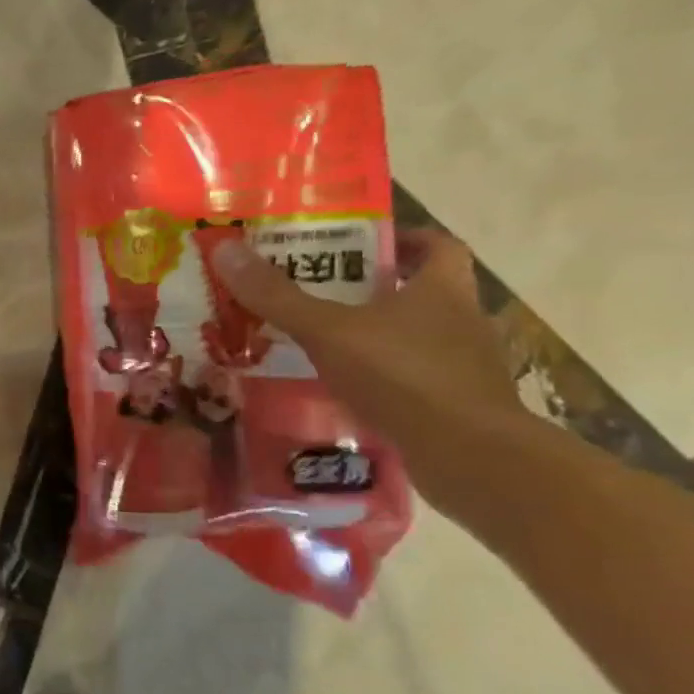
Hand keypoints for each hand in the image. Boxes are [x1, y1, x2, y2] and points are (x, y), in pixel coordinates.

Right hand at [209, 229, 529, 506]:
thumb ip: (277, 296)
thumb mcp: (328, 330)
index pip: (436, 245)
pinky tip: (343, 390)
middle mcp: (461, 320)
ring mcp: (464, 366)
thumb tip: (225, 248)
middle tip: (319, 291)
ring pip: (415, 337)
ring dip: (375, 336)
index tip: (360, 243)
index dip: (402, 238)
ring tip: (321, 343)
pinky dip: (381, 379)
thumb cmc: (403, 375)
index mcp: (442, 289)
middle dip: (374, 289)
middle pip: (421, 291)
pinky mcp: (457, 406)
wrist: (469, 456)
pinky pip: (412, 379)